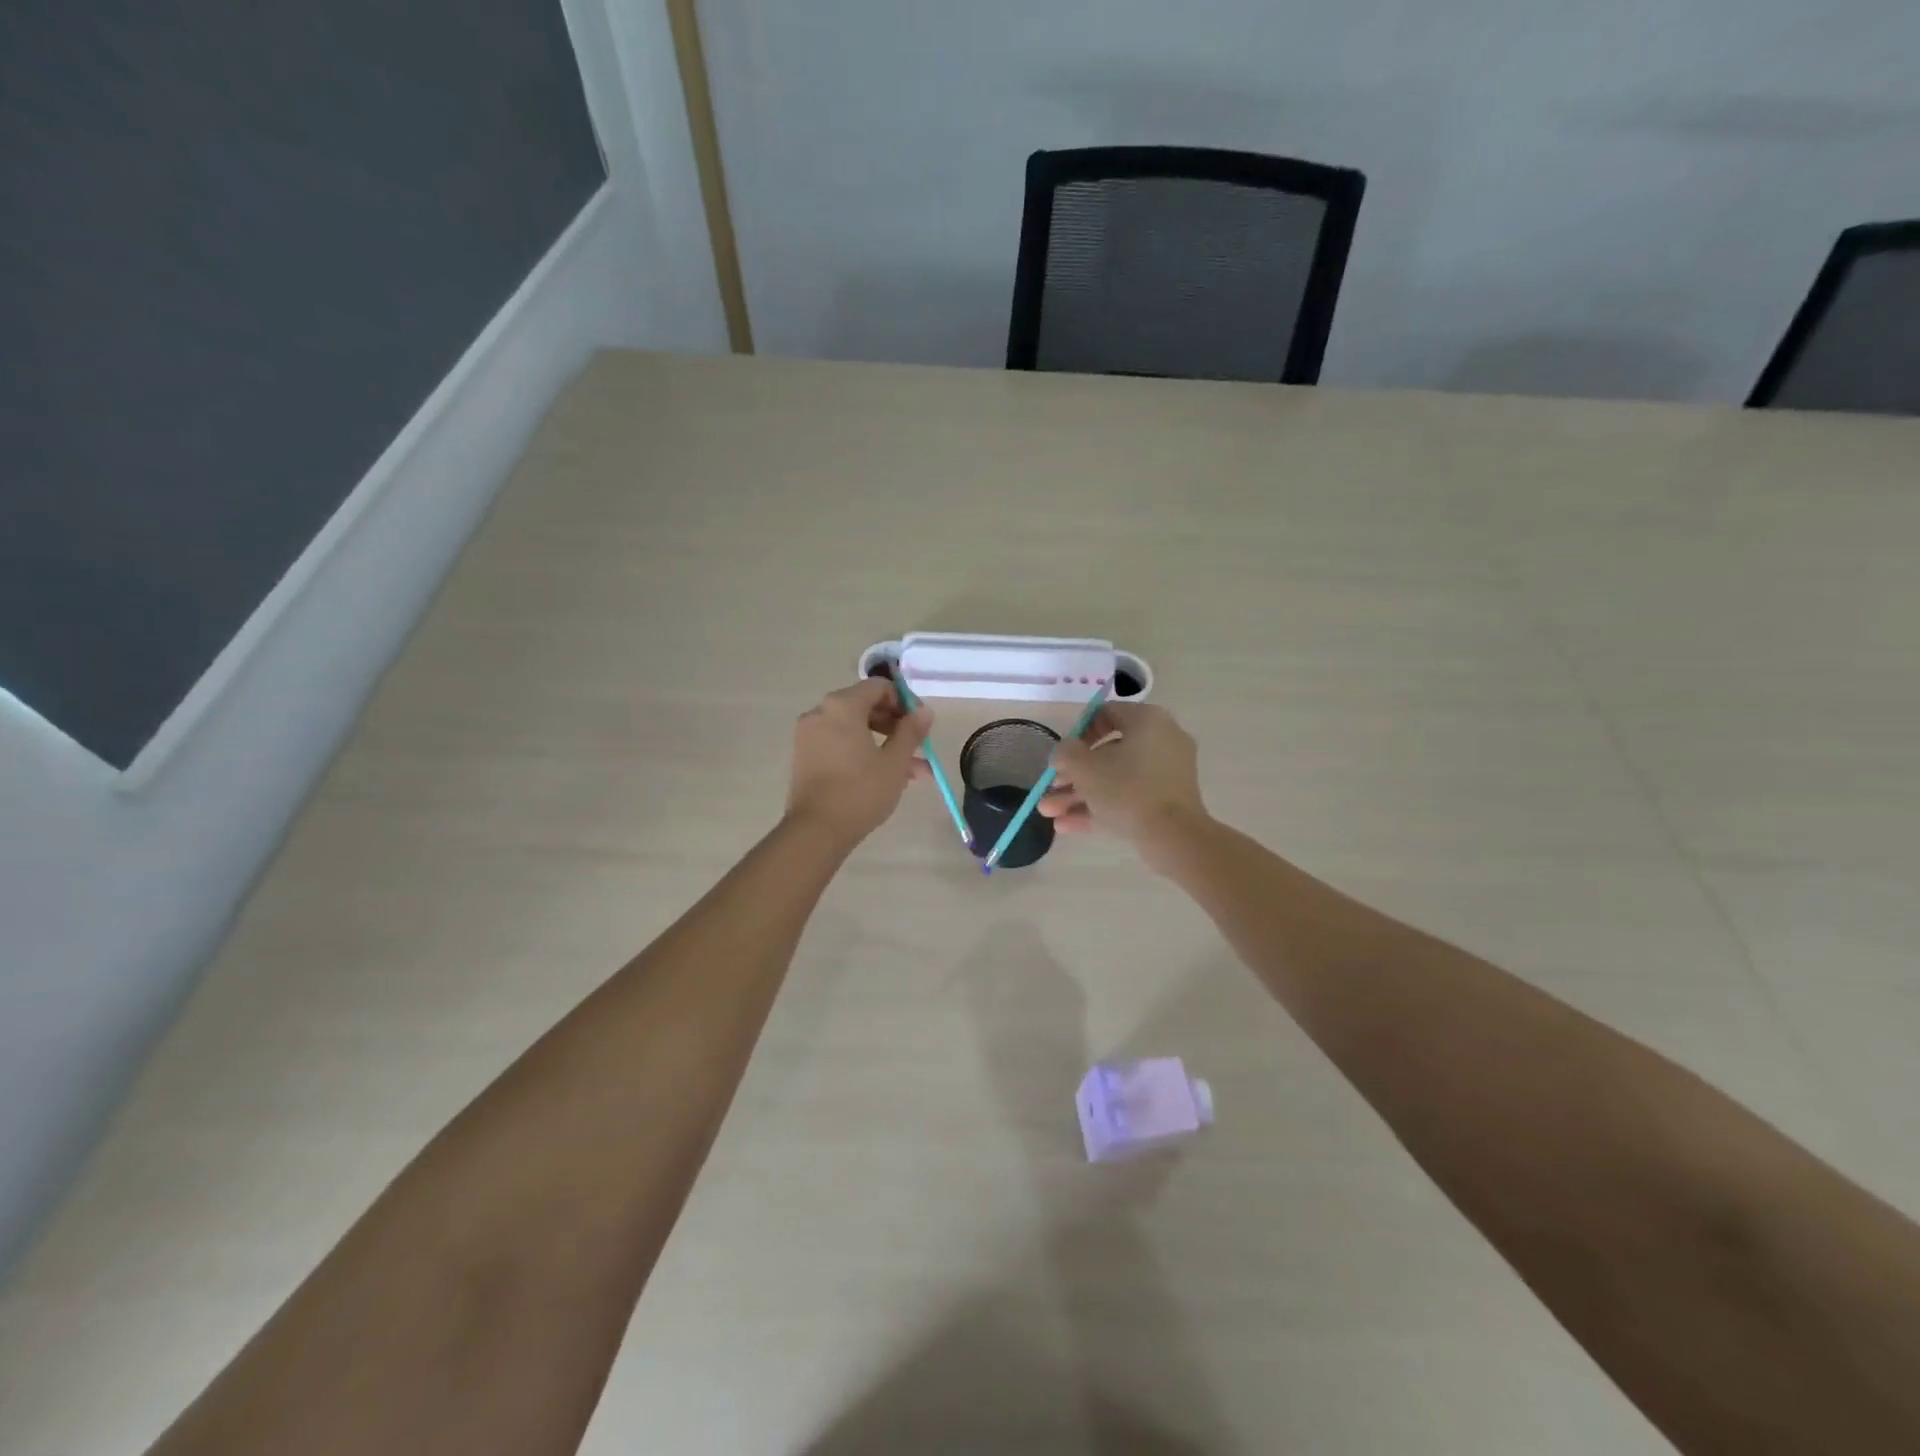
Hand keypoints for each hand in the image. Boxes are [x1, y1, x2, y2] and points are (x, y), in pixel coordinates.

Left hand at [785, 679, 931, 844]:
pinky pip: (839, 743)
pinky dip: (861, 752)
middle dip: (895, 726)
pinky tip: (885, 777)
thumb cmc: (861, 791)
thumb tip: (924, 711)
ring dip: (883, 744)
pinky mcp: (805, 756)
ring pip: (854, 729)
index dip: (904, 702)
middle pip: (865, 706)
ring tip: (912, 772)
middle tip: (918, 747)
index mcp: (842, 706)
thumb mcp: (895, 761)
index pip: (879, 687)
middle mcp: (820, 712)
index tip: (920, 725)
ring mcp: (809, 735)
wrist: (816, 830)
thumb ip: (911, 731)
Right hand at [1039, 702, 1208, 867]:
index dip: (1077, 733)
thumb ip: (1065, 752)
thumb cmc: (1127, 789)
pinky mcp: (1166, 801)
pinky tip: (1066, 826)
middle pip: (1106, 753)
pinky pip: (1128, 797)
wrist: (1173, 836)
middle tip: (1049, 789)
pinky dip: (1100, 808)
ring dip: (1078, 795)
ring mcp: (1166, 773)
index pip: (1106, 713)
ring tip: (1049, 814)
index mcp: (1147, 720)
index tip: (1062, 754)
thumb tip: (1064, 752)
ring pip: (1114, 779)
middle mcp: (1161, 740)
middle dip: (1071, 775)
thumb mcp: (1084, 766)